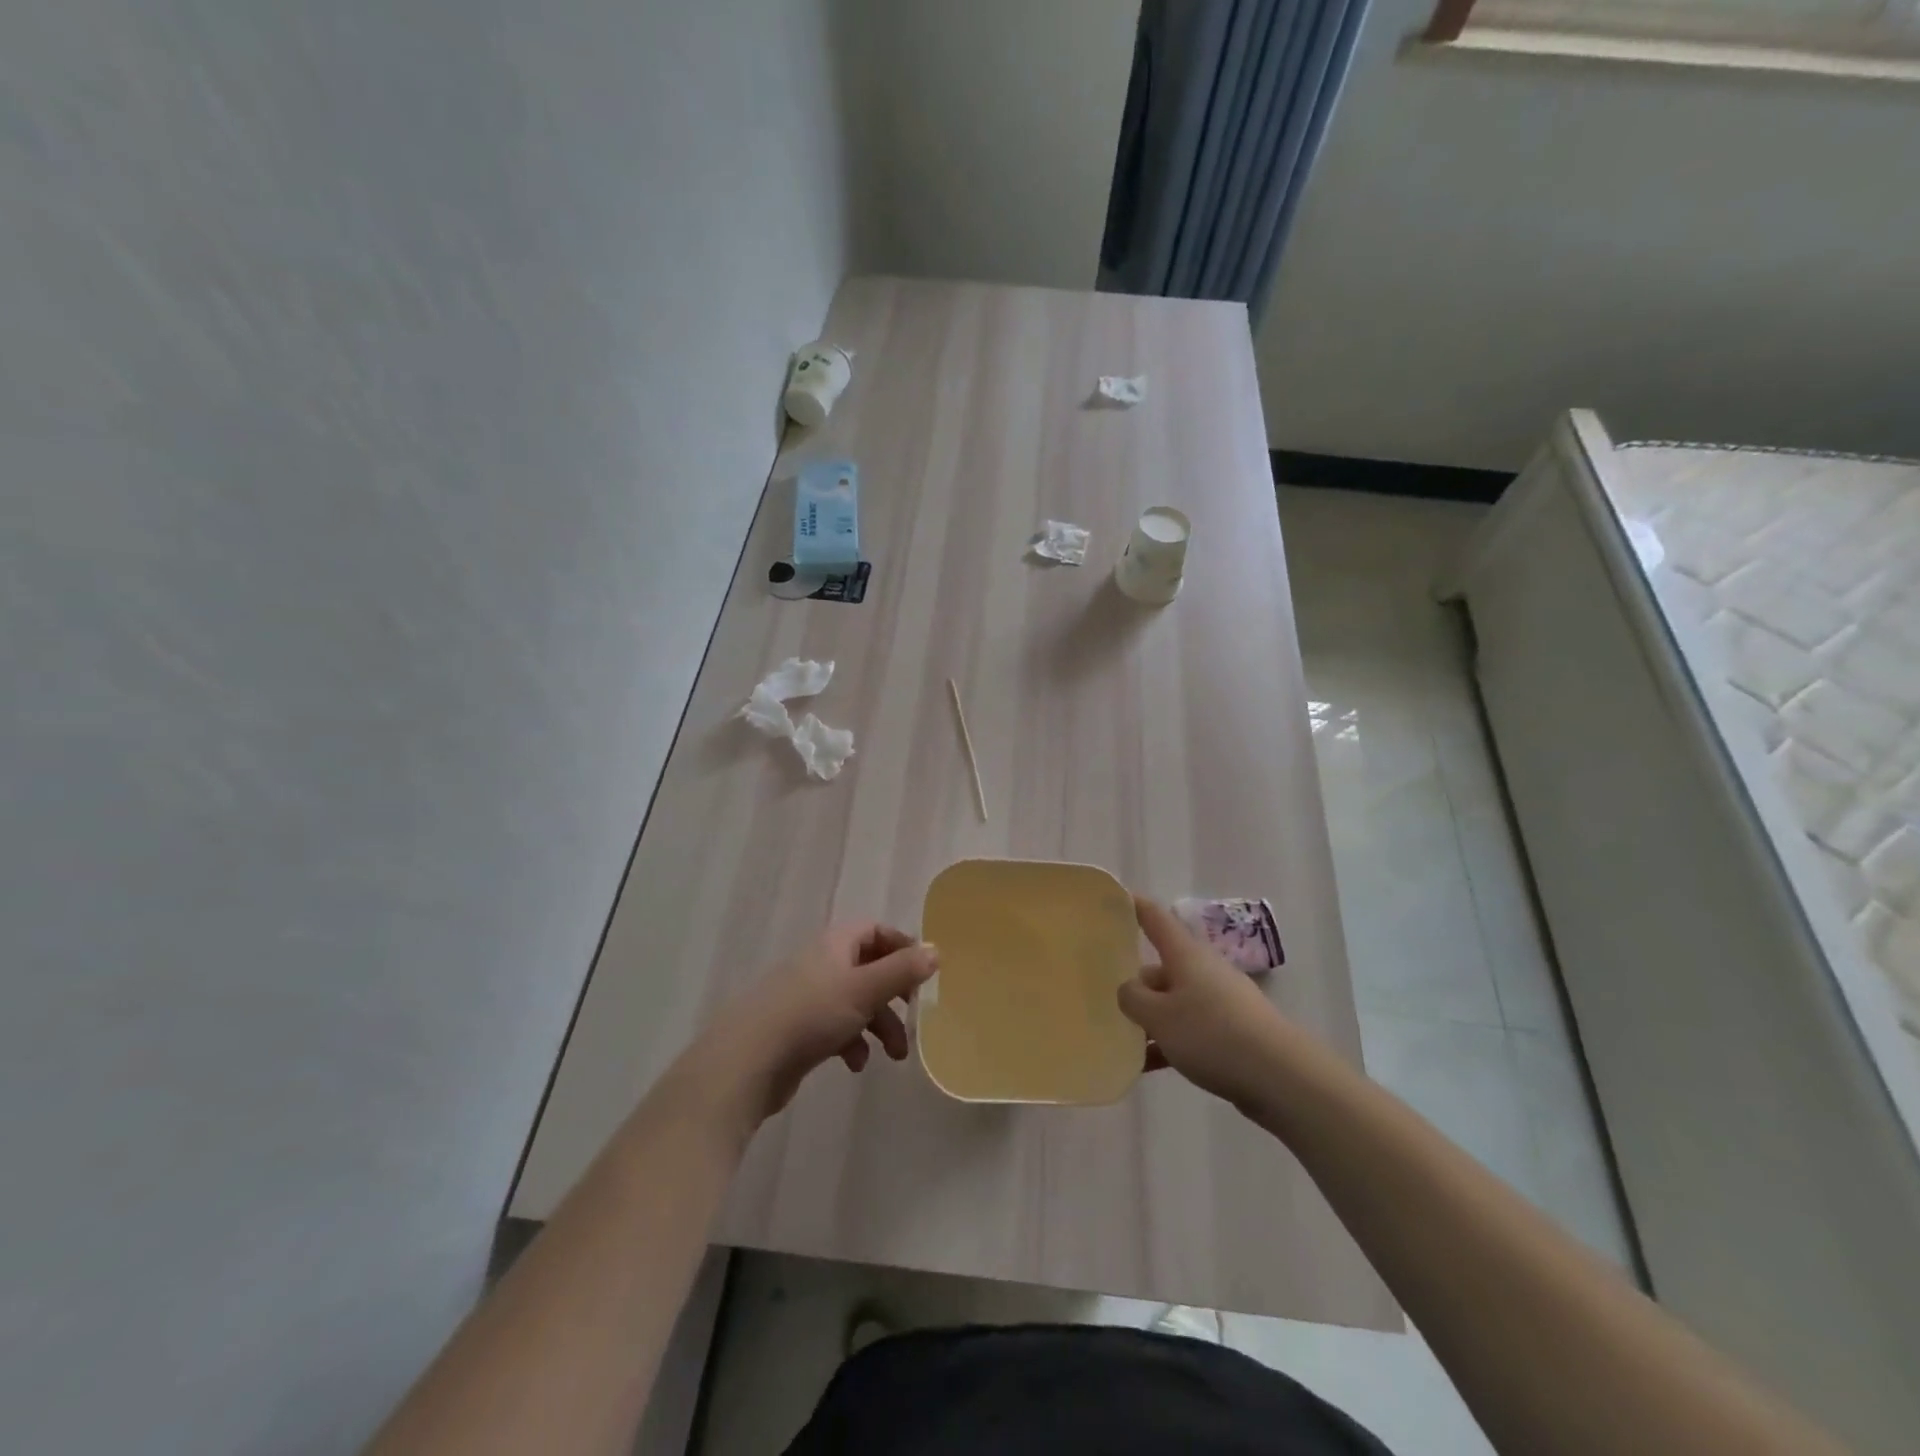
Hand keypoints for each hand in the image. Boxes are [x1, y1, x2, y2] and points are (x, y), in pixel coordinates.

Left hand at [689, 922, 937, 1127]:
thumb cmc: (811, 1015)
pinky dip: (852, 1042)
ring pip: (855, 1002)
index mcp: (835, 944)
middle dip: (895, 996)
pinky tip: (855, 1064)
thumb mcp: (865, 990)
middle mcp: (821, 963)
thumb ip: (902, 970)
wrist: (746, 1061)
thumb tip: (936, 950)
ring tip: (895, 1056)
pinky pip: (835, 1027)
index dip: (902, 948)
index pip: (876, 931)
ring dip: (879, 1025)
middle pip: (869, 969)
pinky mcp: (796, 1030)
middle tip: (915, 1017)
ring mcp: (806, 997)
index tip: (924, 975)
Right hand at [1119, 896, 1290, 1111]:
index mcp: (1184, 954)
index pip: (1154, 917)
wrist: (1282, 1077)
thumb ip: (1133, 998)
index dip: (1133, 905)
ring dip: (1151, 1017)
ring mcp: (1220, 1000)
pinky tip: (1147, 1065)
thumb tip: (1128, 988)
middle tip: (1105, 997)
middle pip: (1161, 966)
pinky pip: (1190, 1029)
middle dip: (1135, 981)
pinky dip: (1168, 1042)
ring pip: (1174, 1001)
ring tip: (1122, 1039)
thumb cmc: (1212, 1034)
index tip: (1113, 899)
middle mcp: (1203, 969)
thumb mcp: (1159, 1016)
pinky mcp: (1232, 1031)